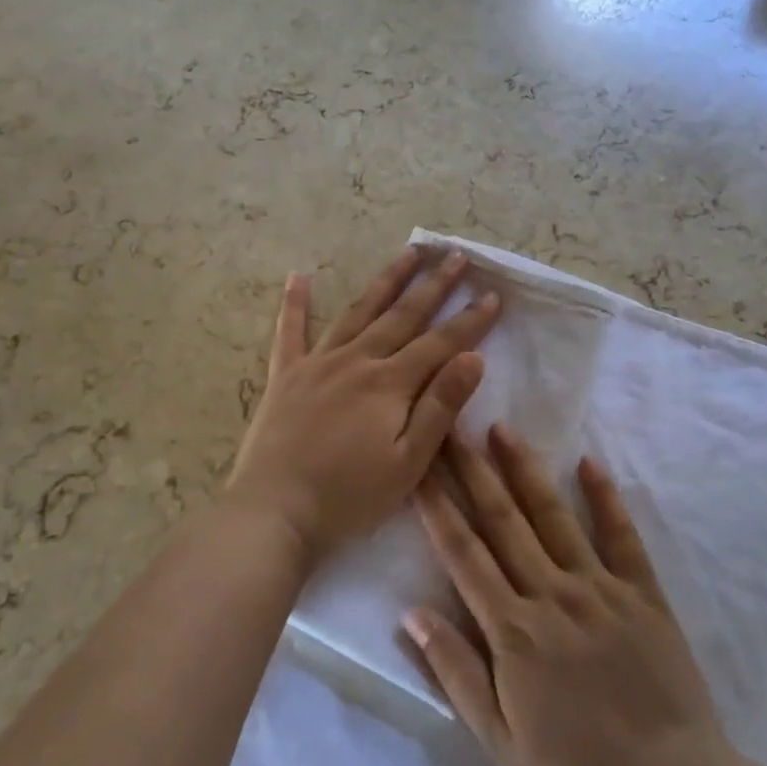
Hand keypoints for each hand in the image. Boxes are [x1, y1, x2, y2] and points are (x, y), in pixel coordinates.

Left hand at [226, 247, 499, 567]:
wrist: (274, 513)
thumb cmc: (348, 498)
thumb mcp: (408, 463)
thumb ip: (440, 407)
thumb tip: (473, 358)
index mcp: (389, 384)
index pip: (440, 343)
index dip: (469, 320)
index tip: (492, 294)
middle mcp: (356, 360)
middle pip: (402, 315)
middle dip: (434, 284)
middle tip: (456, 255)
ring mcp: (317, 364)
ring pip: (358, 311)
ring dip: (386, 280)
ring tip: (408, 252)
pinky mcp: (285, 376)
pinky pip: (290, 331)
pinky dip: (295, 303)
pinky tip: (299, 276)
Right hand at [406, 426, 736, 765]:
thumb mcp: (500, 743)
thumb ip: (455, 672)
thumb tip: (410, 613)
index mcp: (514, 630)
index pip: (463, 553)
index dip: (437, 506)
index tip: (418, 467)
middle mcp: (553, 594)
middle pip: (502, 520)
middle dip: (472, 470)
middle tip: (451, 426)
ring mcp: (601, 588)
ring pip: (553, 515)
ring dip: (525, 469)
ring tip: (502, 428)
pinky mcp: (643, 593)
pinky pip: (621, 535)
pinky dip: (604, 497)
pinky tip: (588, 463)